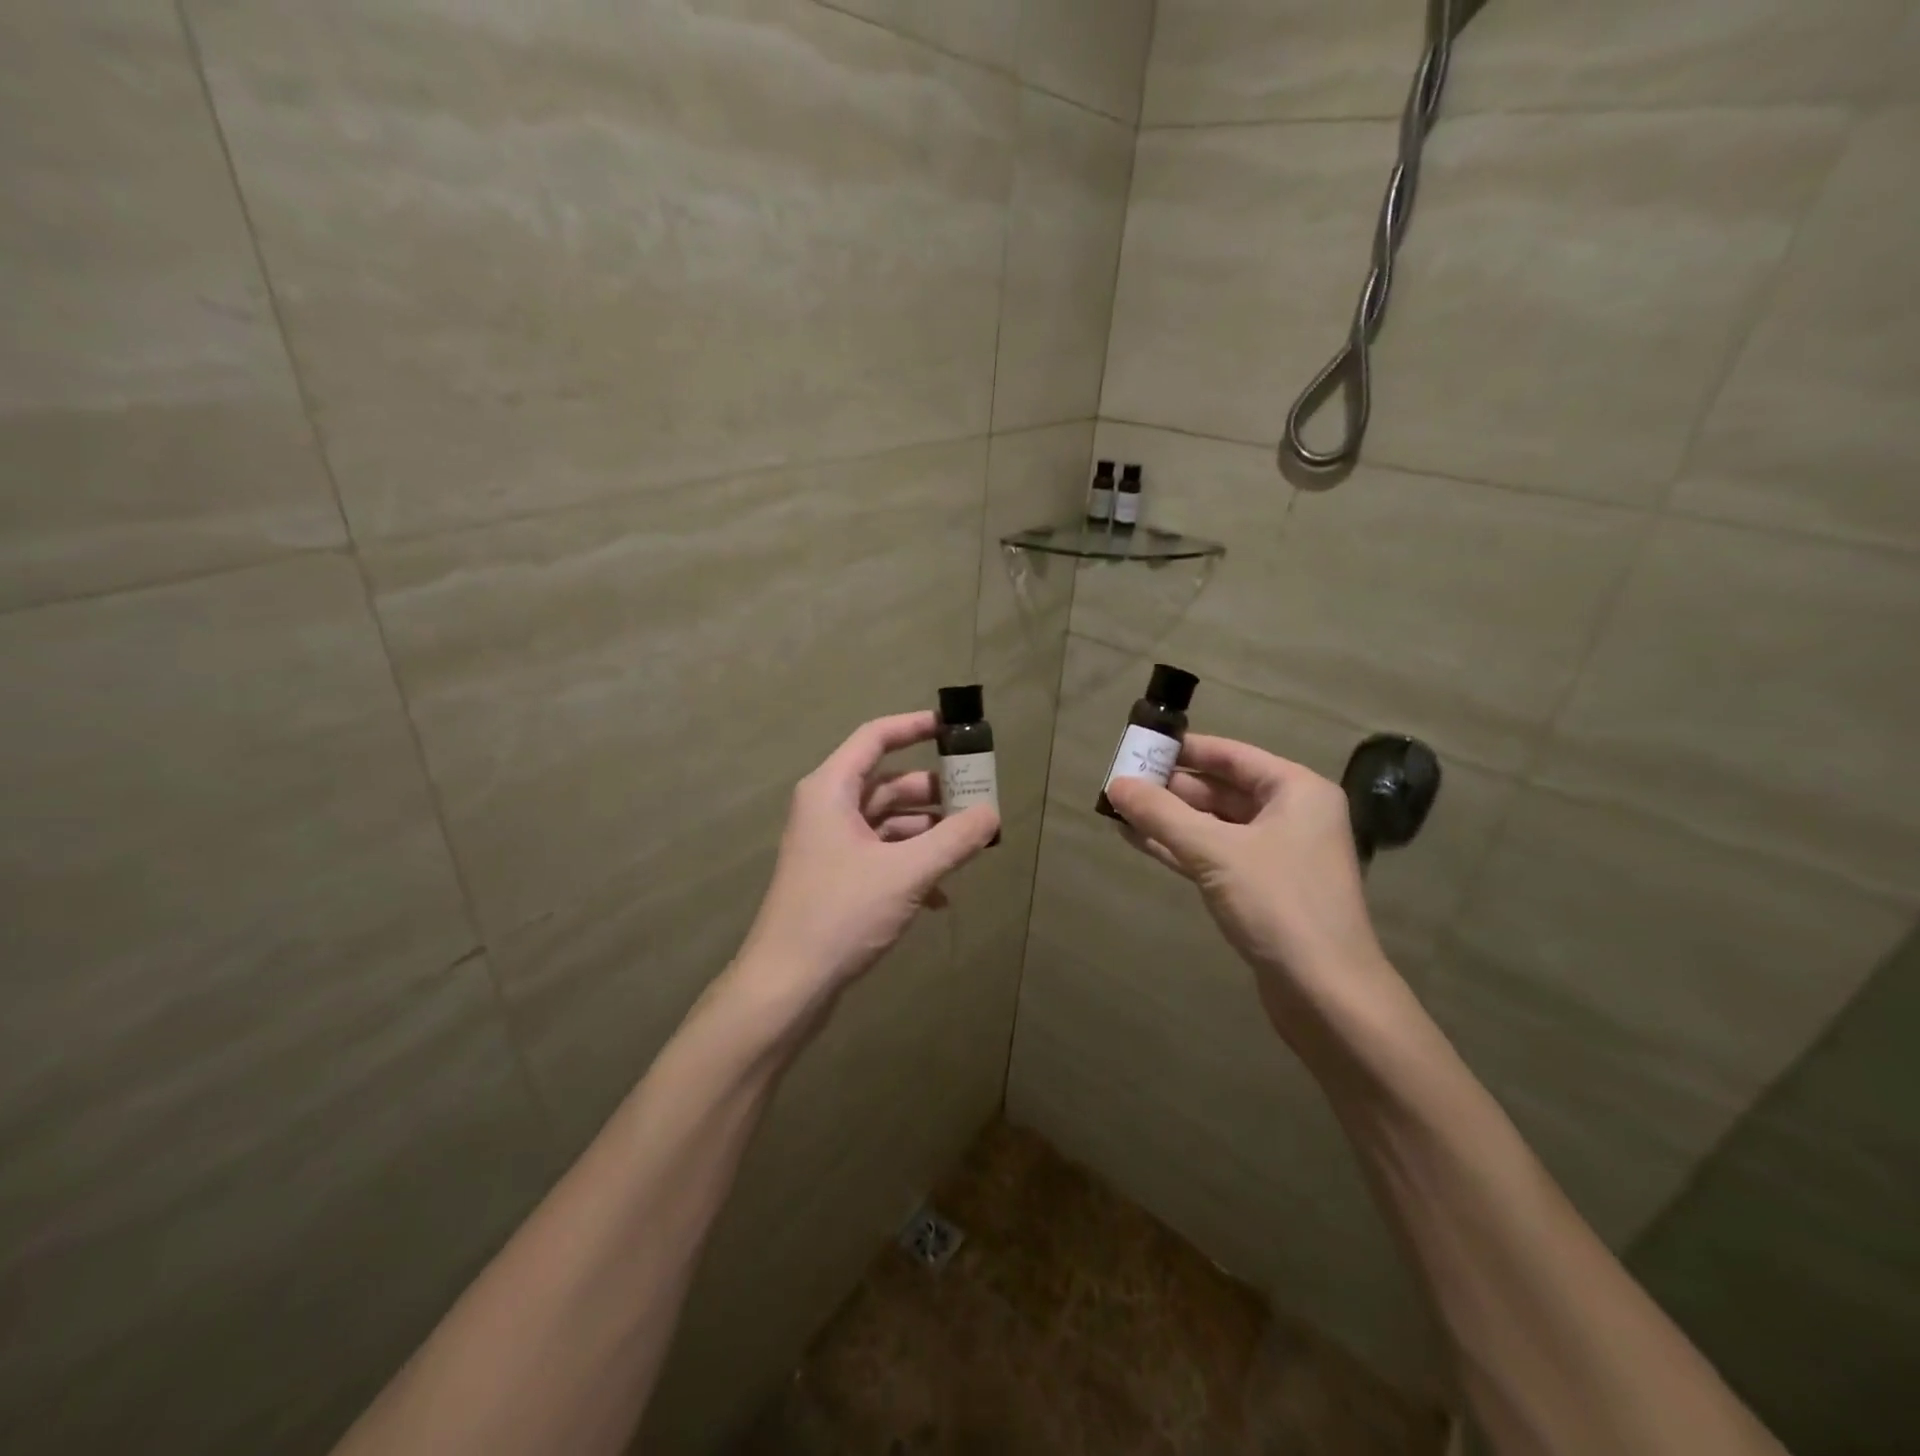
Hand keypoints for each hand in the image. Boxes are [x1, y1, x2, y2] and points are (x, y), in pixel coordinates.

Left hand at [735, 711, 999, 1012]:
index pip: (875, 737)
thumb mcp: (906, 873)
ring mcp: (830, 846)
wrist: (787, 985)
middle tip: (977, 801)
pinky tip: (941, 896)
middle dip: (933, 793)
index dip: (914, 727)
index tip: (953, 729)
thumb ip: (954, 840)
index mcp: (831, 791)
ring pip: (887, 823)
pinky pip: (881, 856)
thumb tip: (993, 814)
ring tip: (968, 850)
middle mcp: (827, 810)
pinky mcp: (836, 879)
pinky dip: (911, 866)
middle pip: (887, 783)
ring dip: (927, 834)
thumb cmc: (841, 914)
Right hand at [1104, 736, 1398, 1030]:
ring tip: (1119, 809)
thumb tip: (1115, 784)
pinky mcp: (1261, 890)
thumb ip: (1162, 815)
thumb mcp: (1214, 851)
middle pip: (1221, 789)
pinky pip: (1214, 855)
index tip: (1140, 744)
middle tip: (1120, 781)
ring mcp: (1277, 855)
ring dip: (1169, 819)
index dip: (1184, 749)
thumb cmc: (1278, 904)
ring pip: (1213, 824)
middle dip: (1170, 787)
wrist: (1326, 994)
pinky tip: (1137, 840)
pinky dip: (1178, 847)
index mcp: (1296, 791)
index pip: (1231, 755)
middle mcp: (1291, 816)